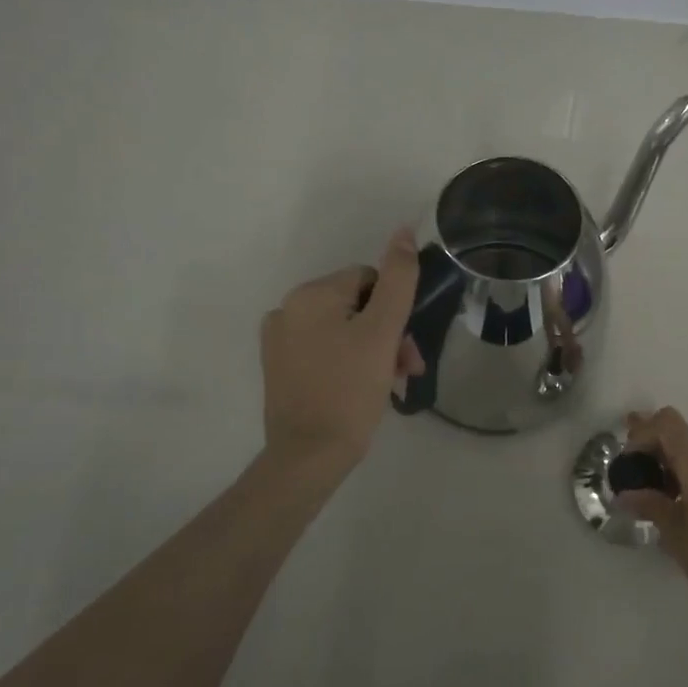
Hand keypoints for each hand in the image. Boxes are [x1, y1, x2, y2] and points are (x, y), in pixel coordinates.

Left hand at [261, 229, 423, 473]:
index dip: (395, 310)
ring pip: (343, 329)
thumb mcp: (383, 331)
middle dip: (387, 334)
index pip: (369, 280)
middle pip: (356, 306)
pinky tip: (364, 388)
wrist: (309, 456)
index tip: (408, 346)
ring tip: (391, 383)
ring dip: (373, 350)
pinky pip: (324, 350)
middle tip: (406, 369)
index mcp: (311, 294)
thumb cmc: (350, 390)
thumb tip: (402, 230)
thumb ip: (398, 279)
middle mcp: (288, 308)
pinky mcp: (279, 367)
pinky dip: (349, 362)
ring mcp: (280, 340)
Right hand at [621, 407, 687, 637]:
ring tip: (660, 506)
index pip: (669, 424)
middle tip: (636, 482)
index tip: (630, 459)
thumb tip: (626, 494)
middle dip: (657, 459)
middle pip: (684, 445)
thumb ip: (651, 506)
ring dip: (677, 476)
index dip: (644, 432)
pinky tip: (687, 516)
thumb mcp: (677, 537)